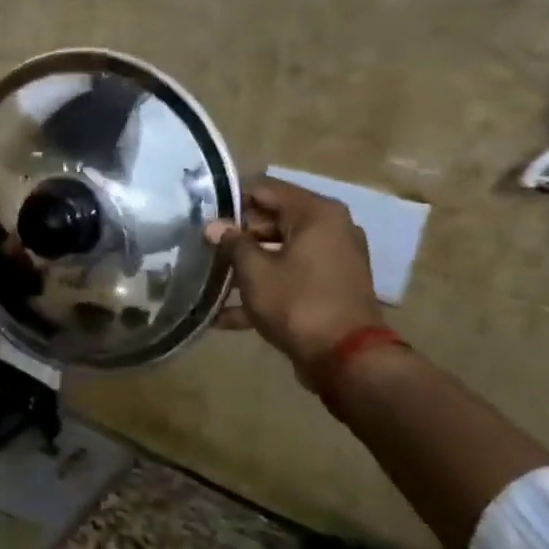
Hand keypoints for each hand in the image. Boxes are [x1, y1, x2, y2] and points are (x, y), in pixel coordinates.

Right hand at [205, 180, 381, 373]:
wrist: (346, 358)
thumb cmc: (297, 302)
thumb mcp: (255, 271)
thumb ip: (232, 244)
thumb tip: (214, 226)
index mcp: (316, 214)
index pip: (265, 190)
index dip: (231, 201)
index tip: (203, 216)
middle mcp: (330, 229)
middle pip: (273, 220)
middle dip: (237, 235)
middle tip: (203, 248)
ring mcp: (333, 260)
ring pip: (280, 251)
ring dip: (247, 265)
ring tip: (210, 277)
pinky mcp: (330, 287)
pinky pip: (291, 277)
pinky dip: (264, 289)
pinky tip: (226, 314)